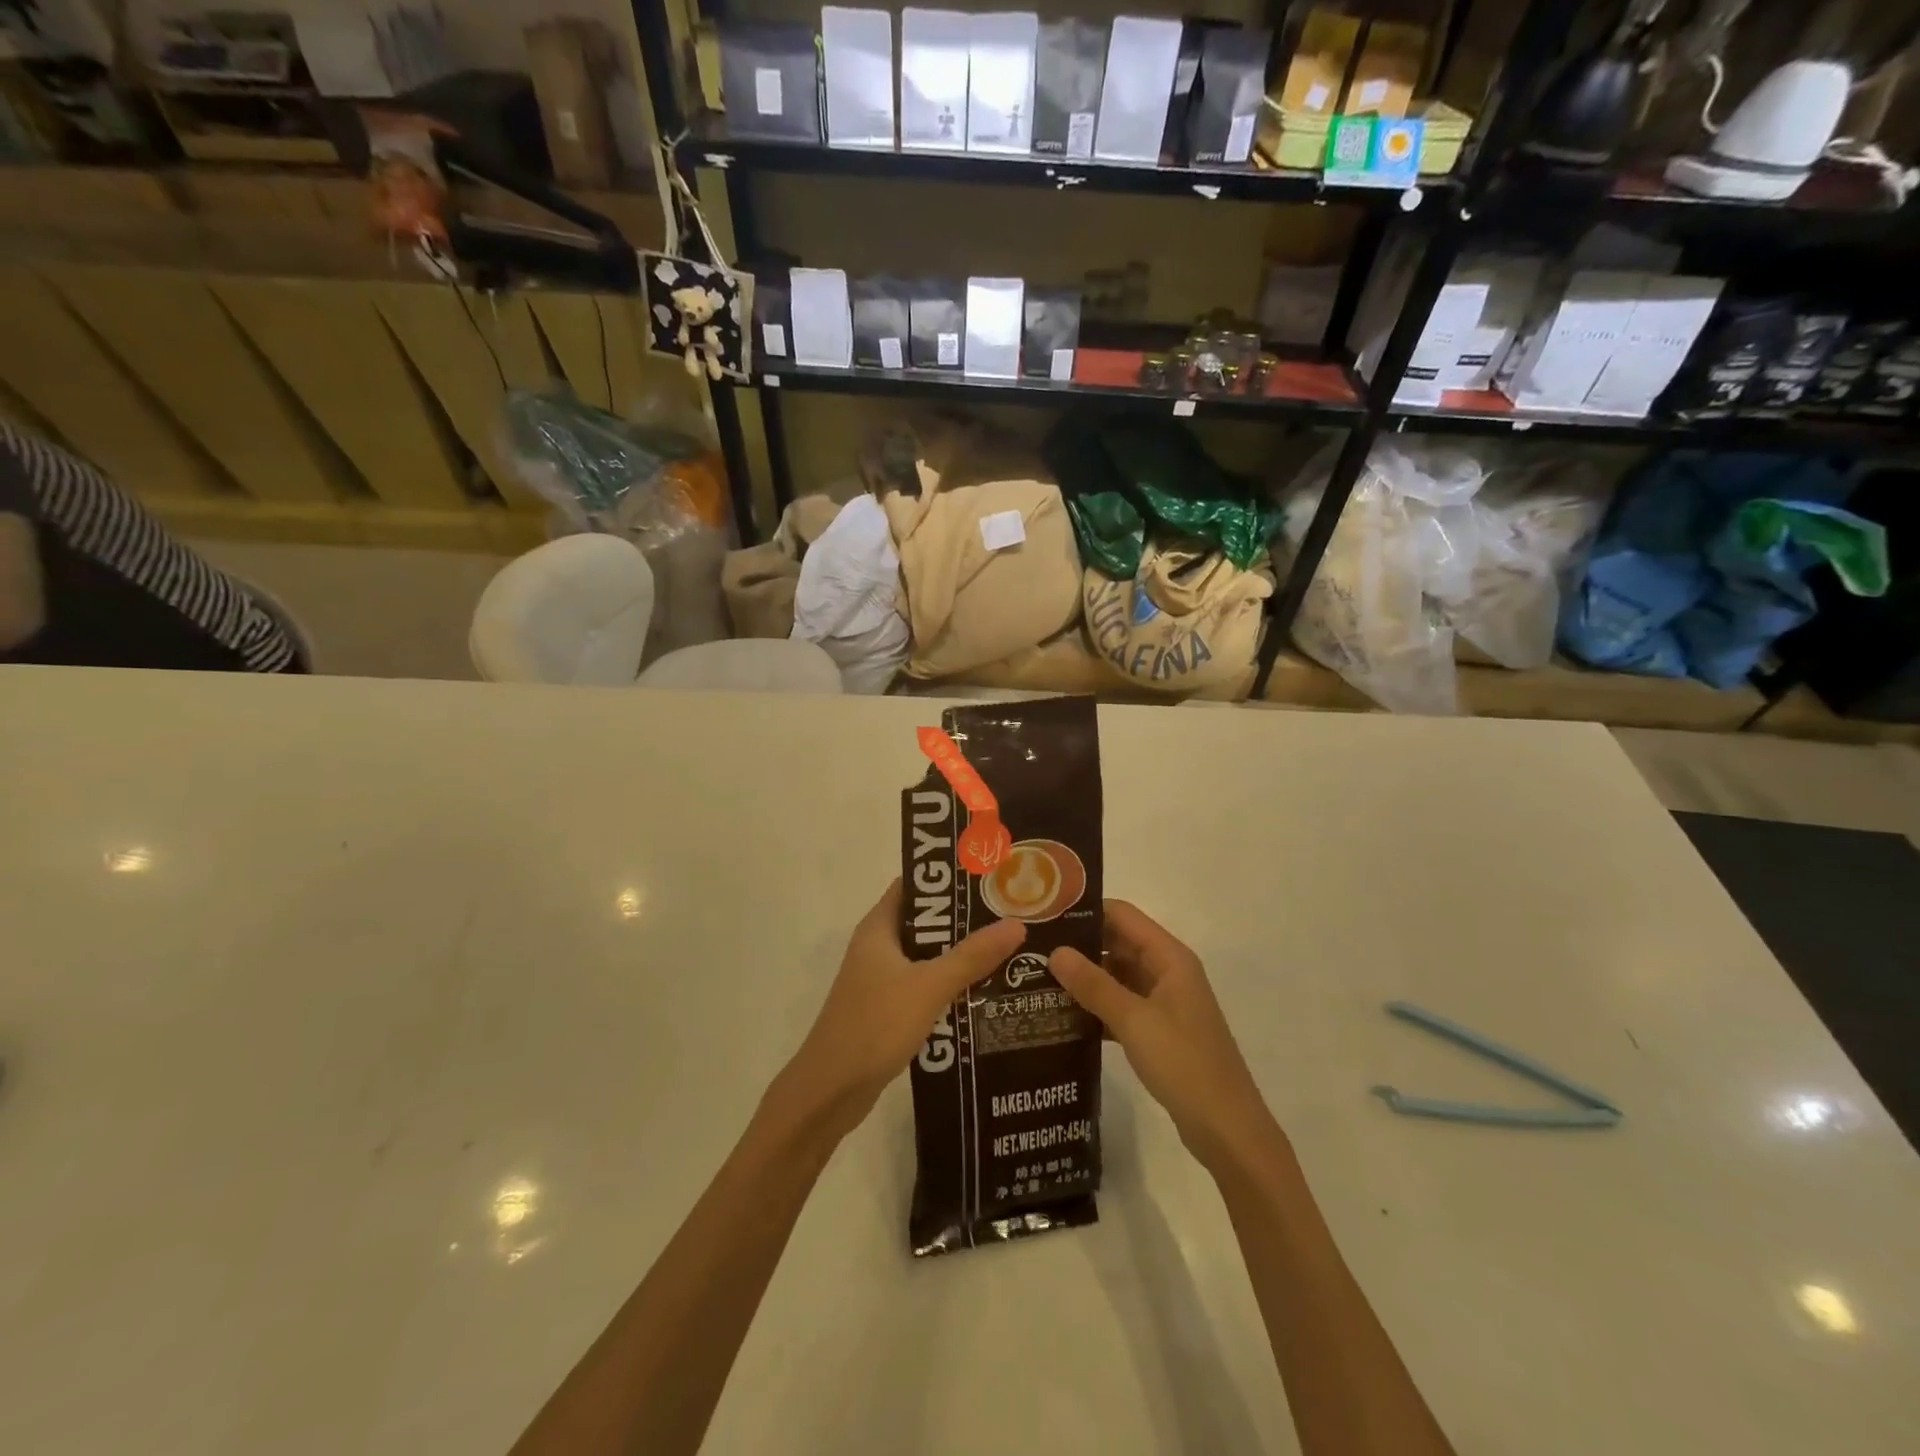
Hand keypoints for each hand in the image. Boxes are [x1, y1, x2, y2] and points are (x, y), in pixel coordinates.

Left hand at [769, 880, 1024, 1146]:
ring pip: (928, 957)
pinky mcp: (888, 1010)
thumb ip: (972, 956)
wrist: (830, 1092)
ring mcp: (881, 980)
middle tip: (1012, 915)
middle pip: (927, 922)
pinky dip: (951, 986)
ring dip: (962, 955)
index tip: (990, 877)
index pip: (915, 886)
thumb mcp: (928, 987)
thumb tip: (1016, 924)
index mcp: (879, 928)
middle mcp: (878, 947)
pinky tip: (986, 993)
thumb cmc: (874, 1026)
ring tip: (1011, 950)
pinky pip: (926, 986)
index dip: (949, 878)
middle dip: (966, 920)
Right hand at [1049, 901, 1279, 1174]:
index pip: (1122, 915)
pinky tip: (1062, 1016)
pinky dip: (1096, 1006)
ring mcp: (1164, 1002)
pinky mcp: (1159, 1031)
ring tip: (1037, 979)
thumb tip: (1055, 951)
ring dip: (1085, 978)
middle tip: (1032, 949)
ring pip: (1118, 976)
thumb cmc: (1184, 1063)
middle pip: (1118, 943)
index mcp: (1170, 957)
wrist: (1226, 1129)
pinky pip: (1121, 1005)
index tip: (1044, 915)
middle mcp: (1168, 971)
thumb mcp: (1134, 1020)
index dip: (1085, 911)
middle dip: (1079, 945)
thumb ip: (1093, 984)